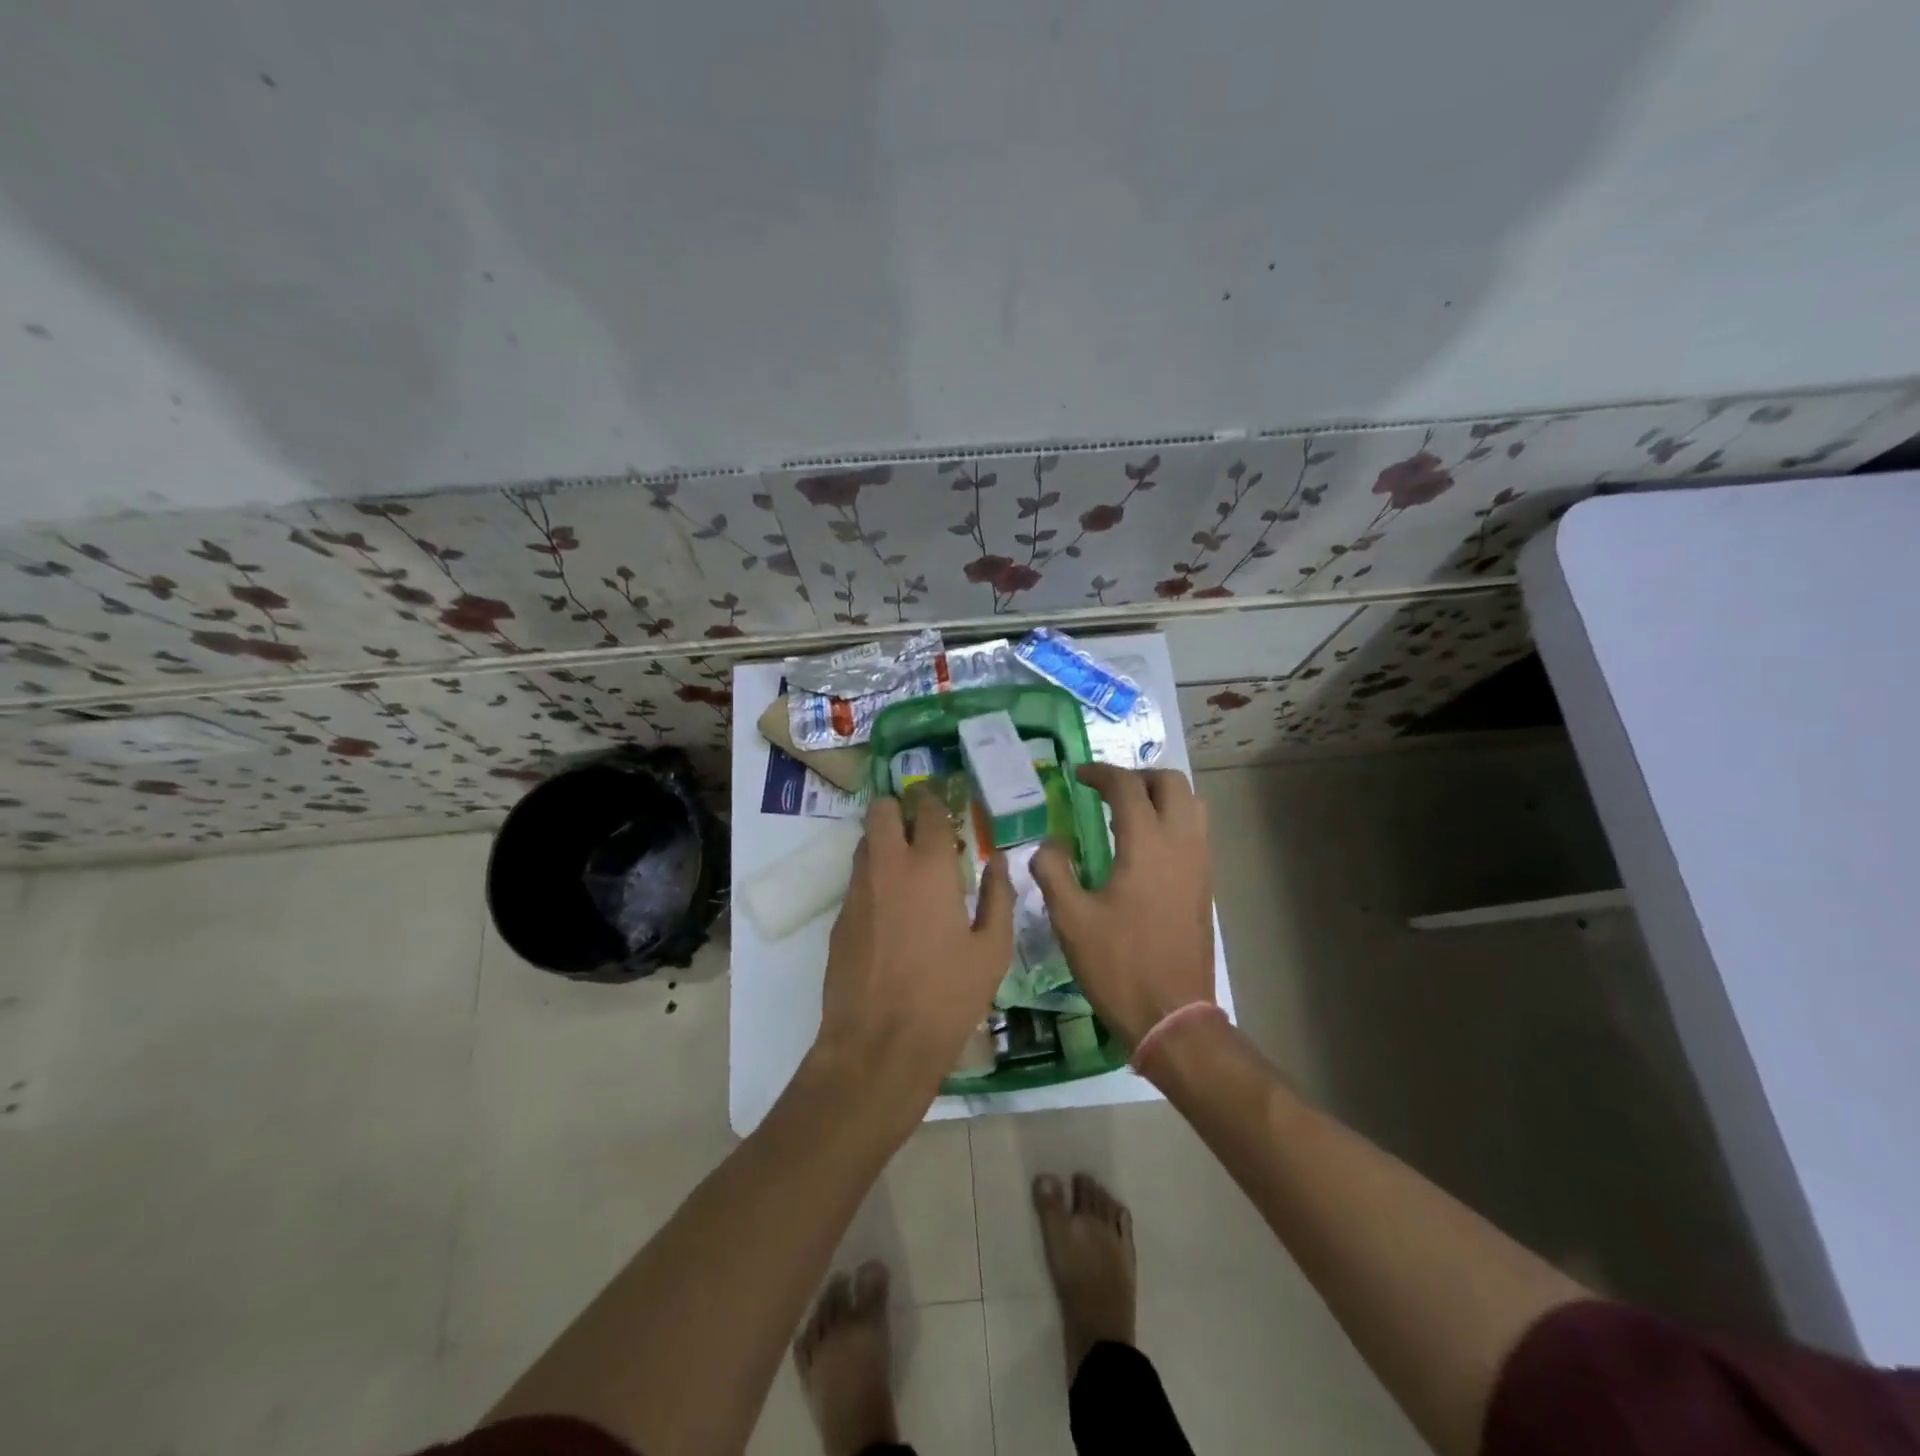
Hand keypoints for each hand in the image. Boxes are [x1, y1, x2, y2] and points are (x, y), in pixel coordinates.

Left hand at [813, 786, 1012, 1114]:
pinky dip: (874, 876)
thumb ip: (999, 897)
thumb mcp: (992, 951)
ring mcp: (857, 890)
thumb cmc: (947, 997)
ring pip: (865, 841)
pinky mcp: (840, 917)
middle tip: (921, 826)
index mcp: (930, 868)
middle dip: (899, 808)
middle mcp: (888, 866)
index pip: (928, 810)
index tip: (942, 803)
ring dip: (885, 840)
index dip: (934, 800)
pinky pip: (857, 878)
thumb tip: (998, 862)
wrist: (879, 1044)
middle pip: (882, 810)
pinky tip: (892, 907)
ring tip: (909, 865)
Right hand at [1030, 765, 1214, 1047]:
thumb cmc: (1118, 966)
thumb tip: (1048, 843)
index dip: (1100, 773)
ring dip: (1160, 796)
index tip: (1077, 776)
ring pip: (1192, 804)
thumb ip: (1053, 871)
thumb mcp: (1070, 919)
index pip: (1127, 787)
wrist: (1173, 1016)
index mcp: (1147, 846)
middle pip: (1171, 783)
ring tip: (1127, 813)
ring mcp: (1200, 864)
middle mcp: (1181, 844)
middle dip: (1137, 776)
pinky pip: (1196, 831)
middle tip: (1106, 791)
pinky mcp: (1205, 884)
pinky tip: (1143, 848)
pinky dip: (1172, 819)